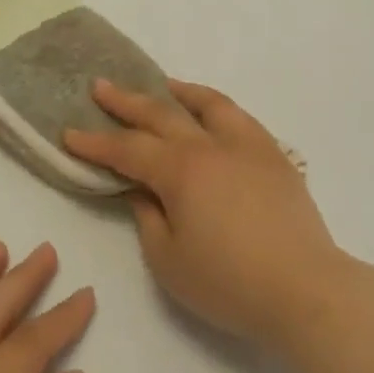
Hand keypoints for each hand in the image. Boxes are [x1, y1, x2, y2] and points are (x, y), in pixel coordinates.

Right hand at [64, 80, 347, 348]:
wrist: (304, 288)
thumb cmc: (229, 283)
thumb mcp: (169, 260)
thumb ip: (148, 217)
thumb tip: (142, 188)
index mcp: (181, 171)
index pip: (128, 149)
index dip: (96, 142)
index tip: (69, 131)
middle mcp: (213, 145)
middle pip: (163, 114)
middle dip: (127, 101)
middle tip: (101, 87)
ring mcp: (248, 145)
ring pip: (209, 103)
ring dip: (178, 92)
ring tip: (161, 85)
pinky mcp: (274, 155)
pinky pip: (239, 117)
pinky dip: (216, 106)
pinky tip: (212, 114)